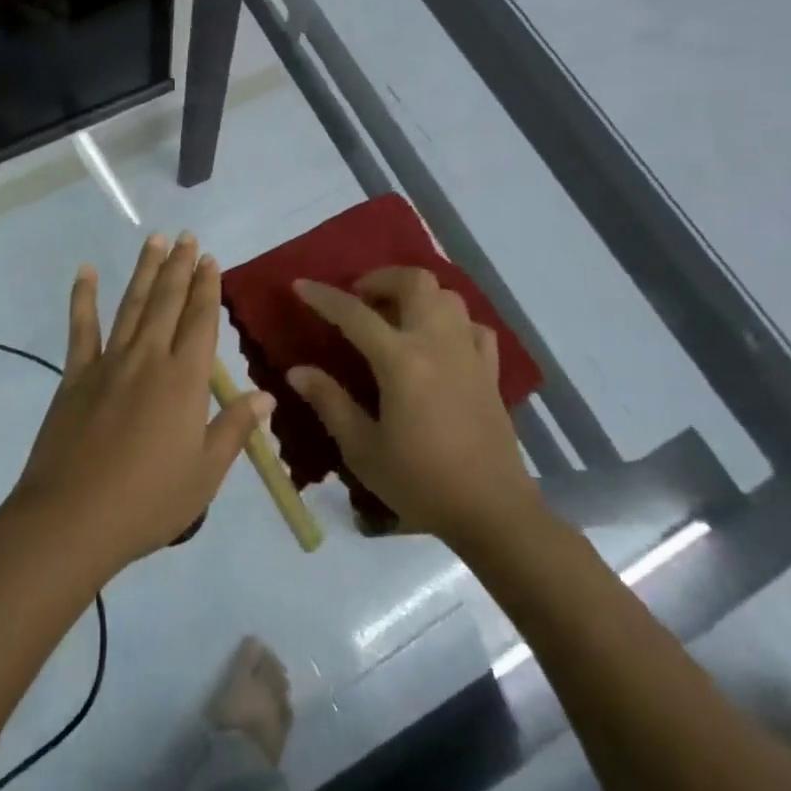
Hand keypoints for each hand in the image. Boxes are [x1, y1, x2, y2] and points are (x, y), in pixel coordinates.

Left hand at [11, 233, 273, 575]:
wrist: (73, 519)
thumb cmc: (149, 501)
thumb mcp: (205, 473)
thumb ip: (235, 428)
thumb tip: (267, 395)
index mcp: (185, 379)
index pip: (201, 321)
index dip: (208, 288)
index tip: (210, 259)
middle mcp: (149, 358)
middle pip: (168, 302)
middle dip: (180, 267)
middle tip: (187, 236)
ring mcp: (109, 363)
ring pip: (132, 305)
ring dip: (145, 271)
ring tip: (154, 240)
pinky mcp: (76, 375)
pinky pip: (81, 328)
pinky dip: (83, 297)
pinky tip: (86, 271)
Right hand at [290, 268, 541, 547]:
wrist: (492, 511)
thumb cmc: (420, 481)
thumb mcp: (363, 449)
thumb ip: (330, 402)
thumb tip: (297, 371)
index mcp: (401, 361)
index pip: (355, 313)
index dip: (324, 297)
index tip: (300, 285)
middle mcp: (437, 344)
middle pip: (415, 282)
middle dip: (381, 279)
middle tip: (360, 299)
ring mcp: (468, 354)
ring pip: (447, 296)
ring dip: (417, 295)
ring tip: (395, 317)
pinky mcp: (490, 371)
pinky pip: (473, 327)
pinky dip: (451, 322)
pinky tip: (437, 343)